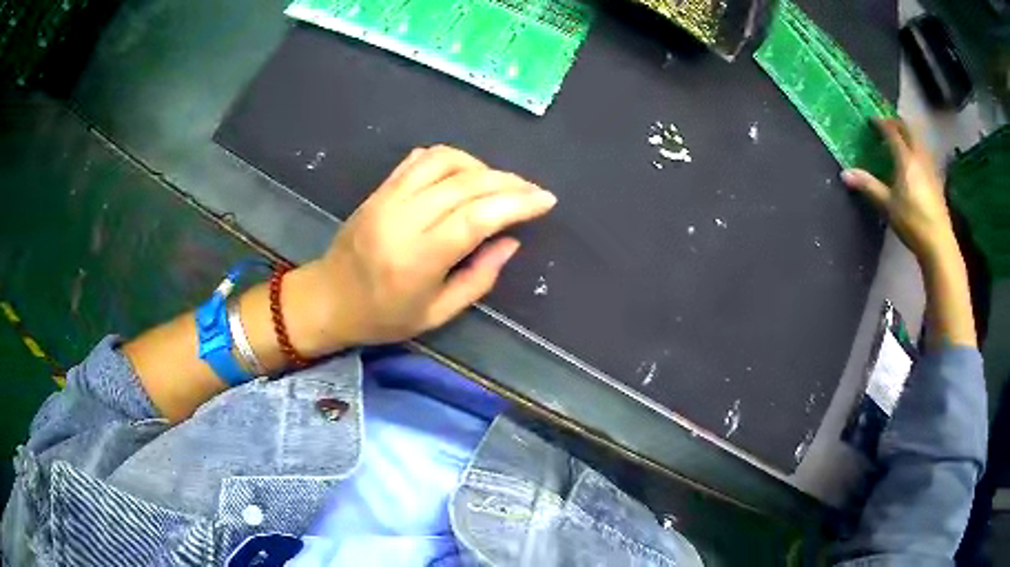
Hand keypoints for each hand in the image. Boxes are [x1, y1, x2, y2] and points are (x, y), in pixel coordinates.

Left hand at [301, 145, 555, 350]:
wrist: (327, 299)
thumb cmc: (382, 318)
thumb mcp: (436, 315)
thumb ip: (478, 279)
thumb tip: (510, 241)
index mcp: (417, 259)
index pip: (476, 217)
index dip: (516, 204)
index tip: (546, 200)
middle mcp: (402, 219)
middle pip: (465, 183)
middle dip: (509, 182)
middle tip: (533, 191)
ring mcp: (387, 198)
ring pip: (444, 161)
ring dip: (481, 165)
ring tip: (499, 183)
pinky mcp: (379, 188)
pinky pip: (420, 159)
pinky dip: (451, 159)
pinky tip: (465, 173)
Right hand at [841, 119, 956, 263]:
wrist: (938, 243)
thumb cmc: (912, 222)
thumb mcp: (887, 205)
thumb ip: (868, 186)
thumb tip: (845, 174)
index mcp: (905, 159)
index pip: (892, 132)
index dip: (881, 123)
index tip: (872, 120)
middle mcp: (919, 157)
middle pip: (908, 130)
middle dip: (897, 123)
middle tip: (887, 124)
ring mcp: (930, 168)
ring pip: (919, 141)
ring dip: (909, 135)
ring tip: (902, 139)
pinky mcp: (937, 181)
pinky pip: (926, 155)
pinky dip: (918, 150)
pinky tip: (916, 161)